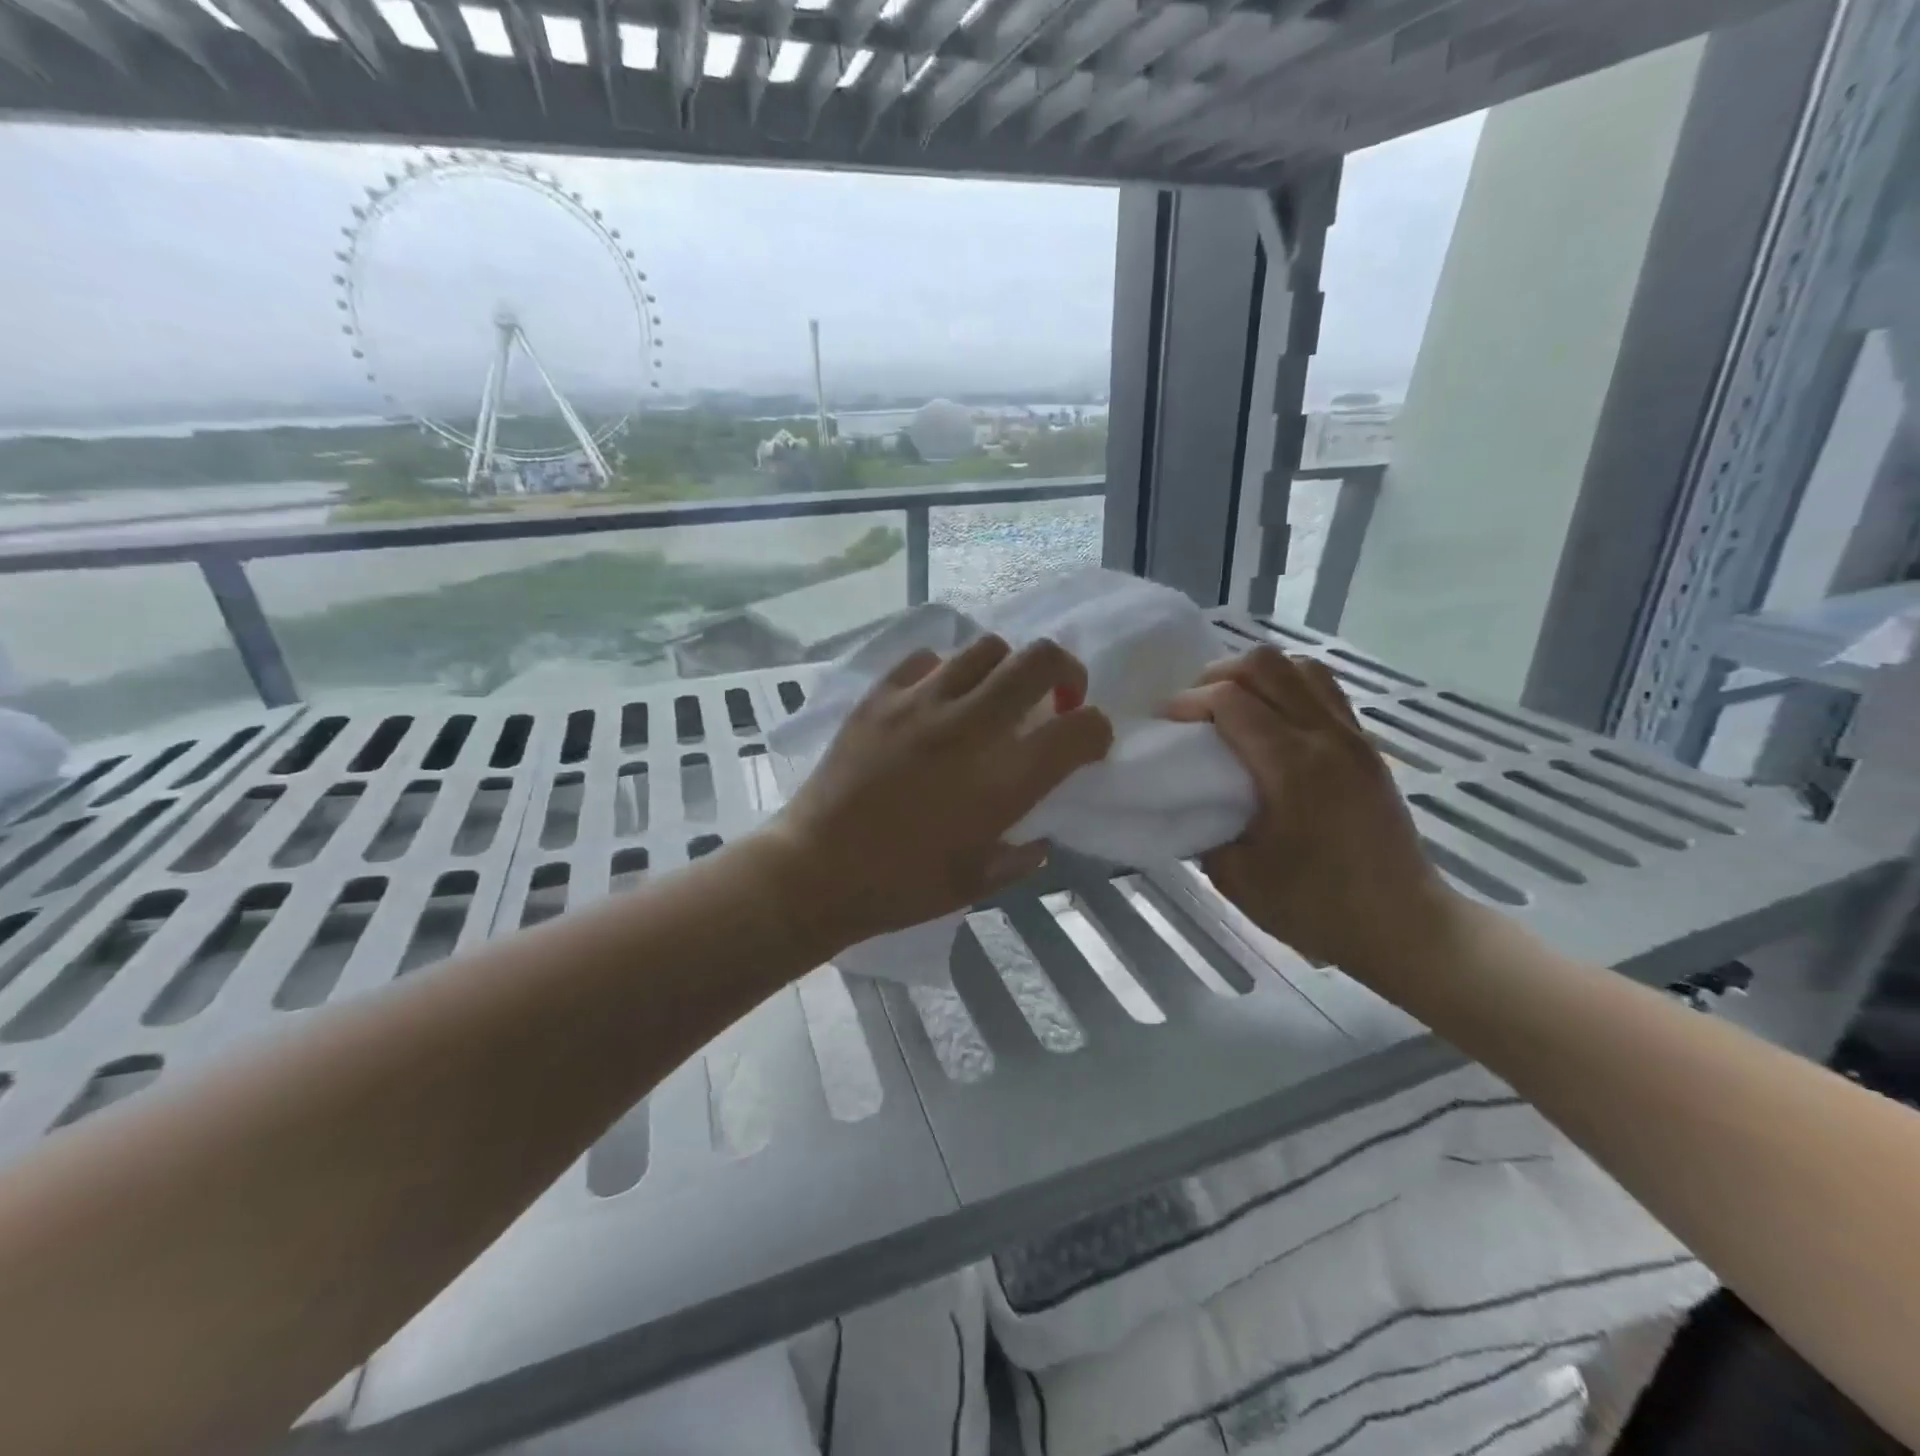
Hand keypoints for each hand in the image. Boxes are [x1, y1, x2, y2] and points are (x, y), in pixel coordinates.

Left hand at [762, 635, 1113, 953]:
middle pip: (1041, 660)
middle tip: (1055, 699)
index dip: (1097, 730)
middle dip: (1066, 673)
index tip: (1087, 744)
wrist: (815, 870)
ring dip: (1005, 669)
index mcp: (1003, 779)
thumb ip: (1022, 856)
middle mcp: (970, 727)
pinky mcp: (880, 695)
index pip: (1081, 728)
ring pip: (986, 647)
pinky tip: (937, 701)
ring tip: (992, 699)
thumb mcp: (977, 882)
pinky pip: (928, 659)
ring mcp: (921, 703)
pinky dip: (946, 673)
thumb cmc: (901, 886)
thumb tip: (1039, 835)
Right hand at [1167, 646, 1463, 981]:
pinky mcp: (1365, 747)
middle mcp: (1325, 737)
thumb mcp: (1238, 877)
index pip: (1230, 699)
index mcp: (1292, 766)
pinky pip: (1322, 690)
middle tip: (1194, 709)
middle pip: (1266, 664)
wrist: (1404, 924)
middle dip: (1217, 675)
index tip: (1164, 724)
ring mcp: (1351, 737)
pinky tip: (1268, 721)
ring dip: (1257, 676)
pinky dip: (1287, 687)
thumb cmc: (1317, 906)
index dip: (1187, 701)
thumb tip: (1185, 801)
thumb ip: (1202, 829)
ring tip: (1231, 706)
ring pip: (1300, 667)